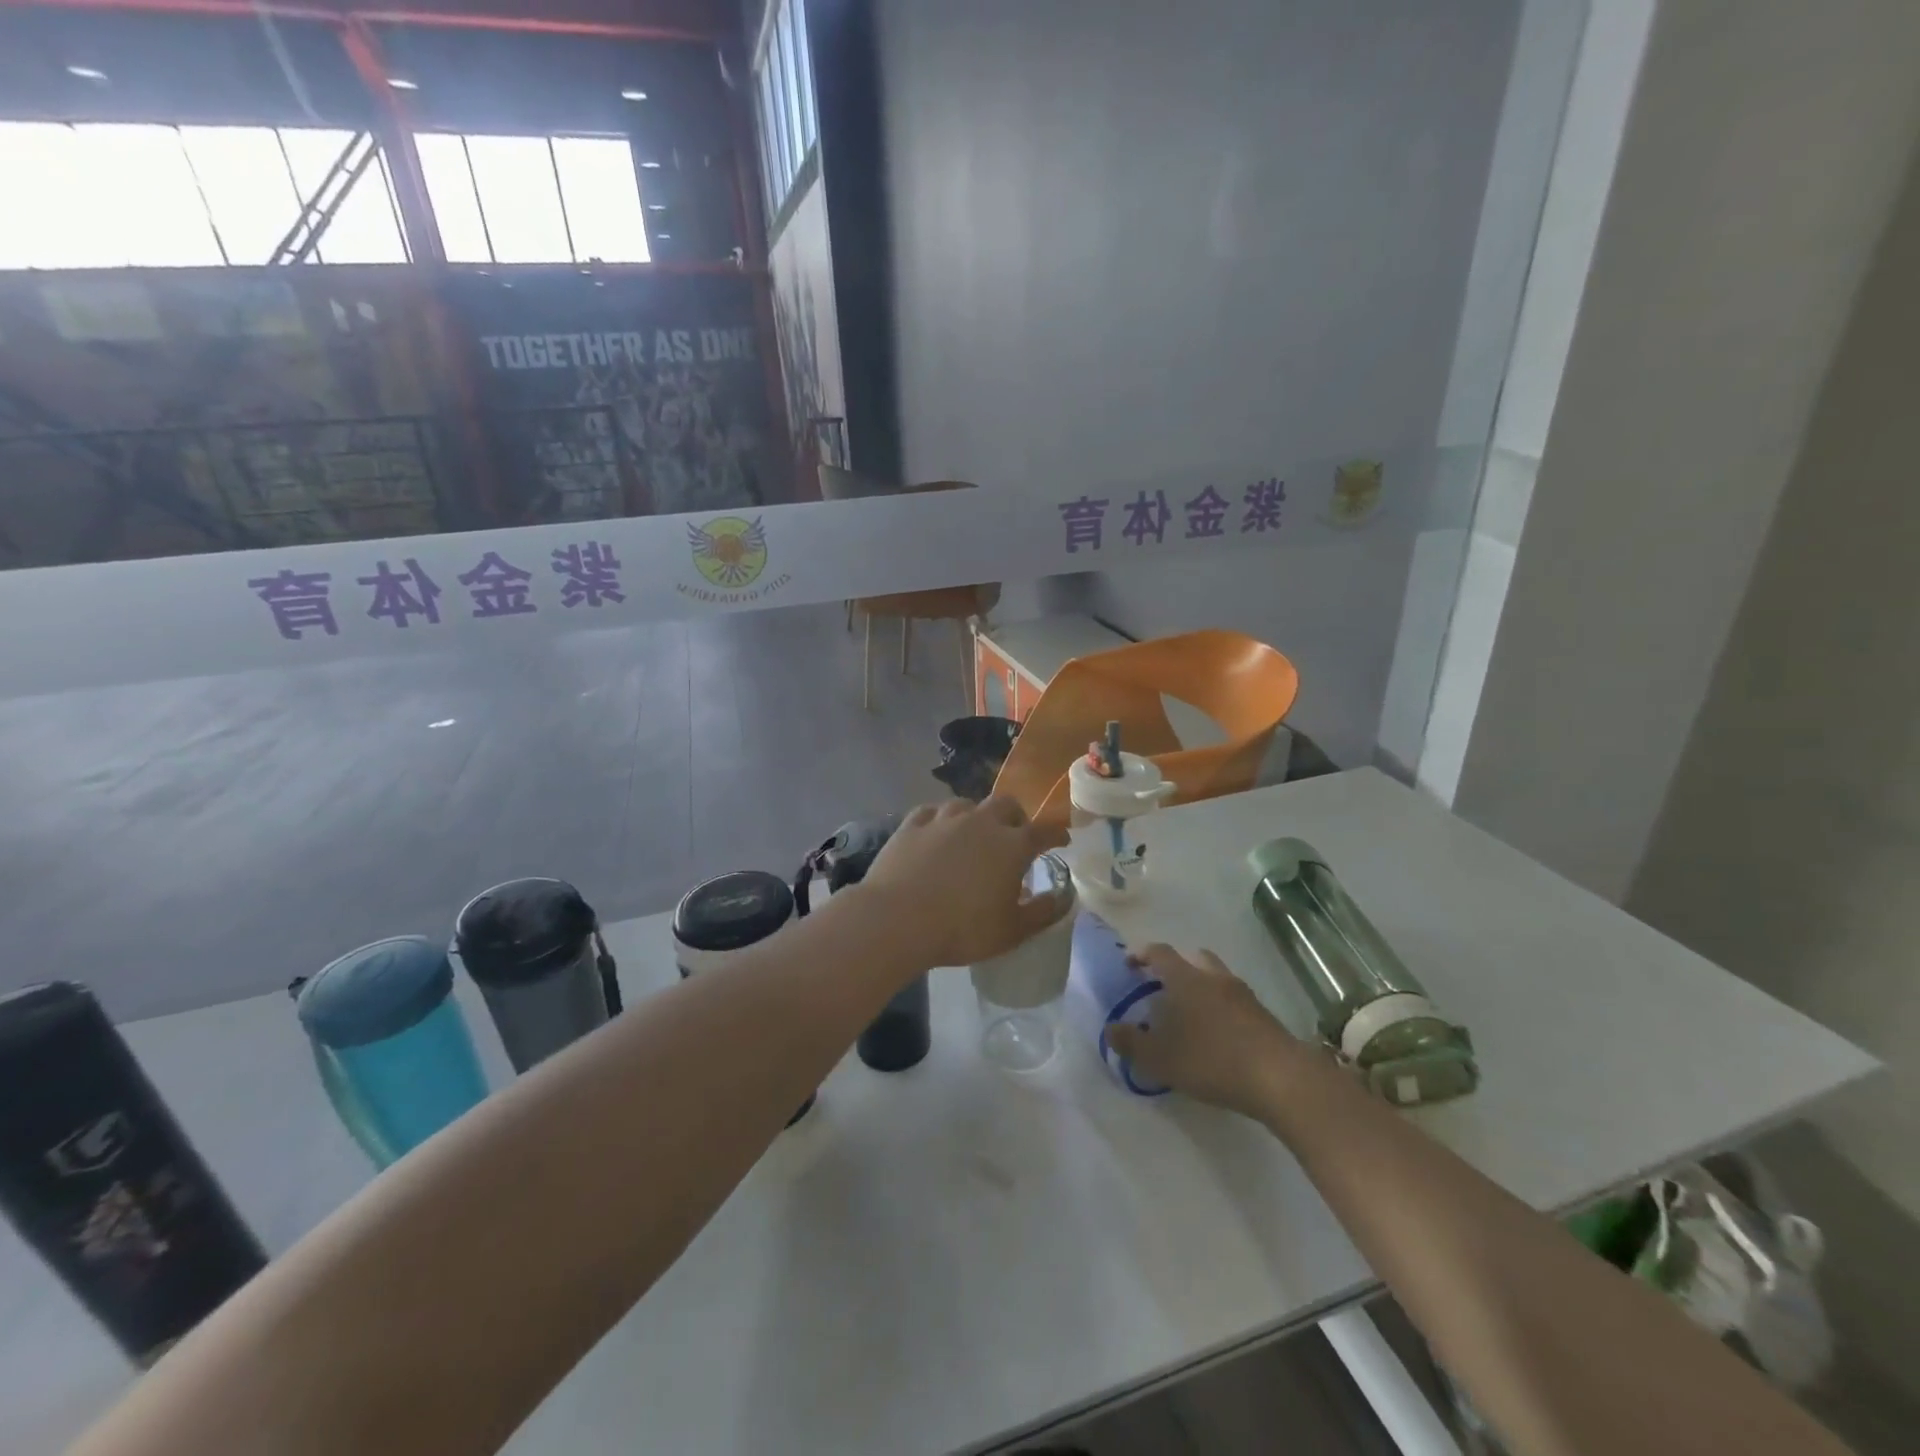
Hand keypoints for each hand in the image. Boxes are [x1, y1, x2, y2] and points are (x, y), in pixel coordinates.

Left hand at [858, 797, 1070, 968]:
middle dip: (1016, 817)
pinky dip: (941, 820)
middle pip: (1006, 805)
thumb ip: (1044, 912)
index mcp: (1012, 844)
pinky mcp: (912, 824)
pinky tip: (937, 832)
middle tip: (1014, 837)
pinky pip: (932, 811)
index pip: (1044, 831)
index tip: (1061, 840)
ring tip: (973, 835)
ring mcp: (943, 818)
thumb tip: (1065, 898)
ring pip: (967, 803)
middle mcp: (981, 821)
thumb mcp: (1012, 931)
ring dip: (976, 816)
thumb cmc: (962, 929)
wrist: (897, 919)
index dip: (1056, 834)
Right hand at [1105, 945, 1312, 1118]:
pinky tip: (1217, 1034)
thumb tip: (1110, 1030)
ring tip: (1190, 1013)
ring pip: (1216, 977)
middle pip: (1192, 958)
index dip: (1141, 954)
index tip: (1130, 965)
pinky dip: (1221, 1007)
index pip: (1159, 952)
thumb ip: (1130, 1043)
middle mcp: (1213, 977)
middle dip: (1175, 967)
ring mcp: (1242, 994)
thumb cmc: (1210, 1060)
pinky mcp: (1262, 1014)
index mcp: (1185, 978)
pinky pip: (1234, 999)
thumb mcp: (1159, 1058)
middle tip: (1162, 988)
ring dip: (1201, 986)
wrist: (1279, 1077)